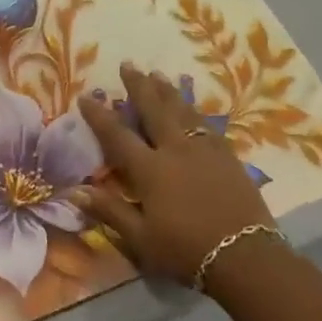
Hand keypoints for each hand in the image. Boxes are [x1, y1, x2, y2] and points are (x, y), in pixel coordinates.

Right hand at [73, 63, 274, 282]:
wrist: (246, 256)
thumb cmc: (186, 250)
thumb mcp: (141, 238)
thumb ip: (110, 211)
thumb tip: (75, 190)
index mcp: (150, 170)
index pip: (118, 135)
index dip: (100, 115)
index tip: (86, 96)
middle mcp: (175, 150)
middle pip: (154, 110)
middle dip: (139, 86)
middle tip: (129, 64)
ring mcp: (205, 151)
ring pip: (183, 112)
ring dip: (168, 92)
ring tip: (158, 75)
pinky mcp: (227, 157)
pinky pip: (208, 126)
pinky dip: (196, 112)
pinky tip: (193, 108)